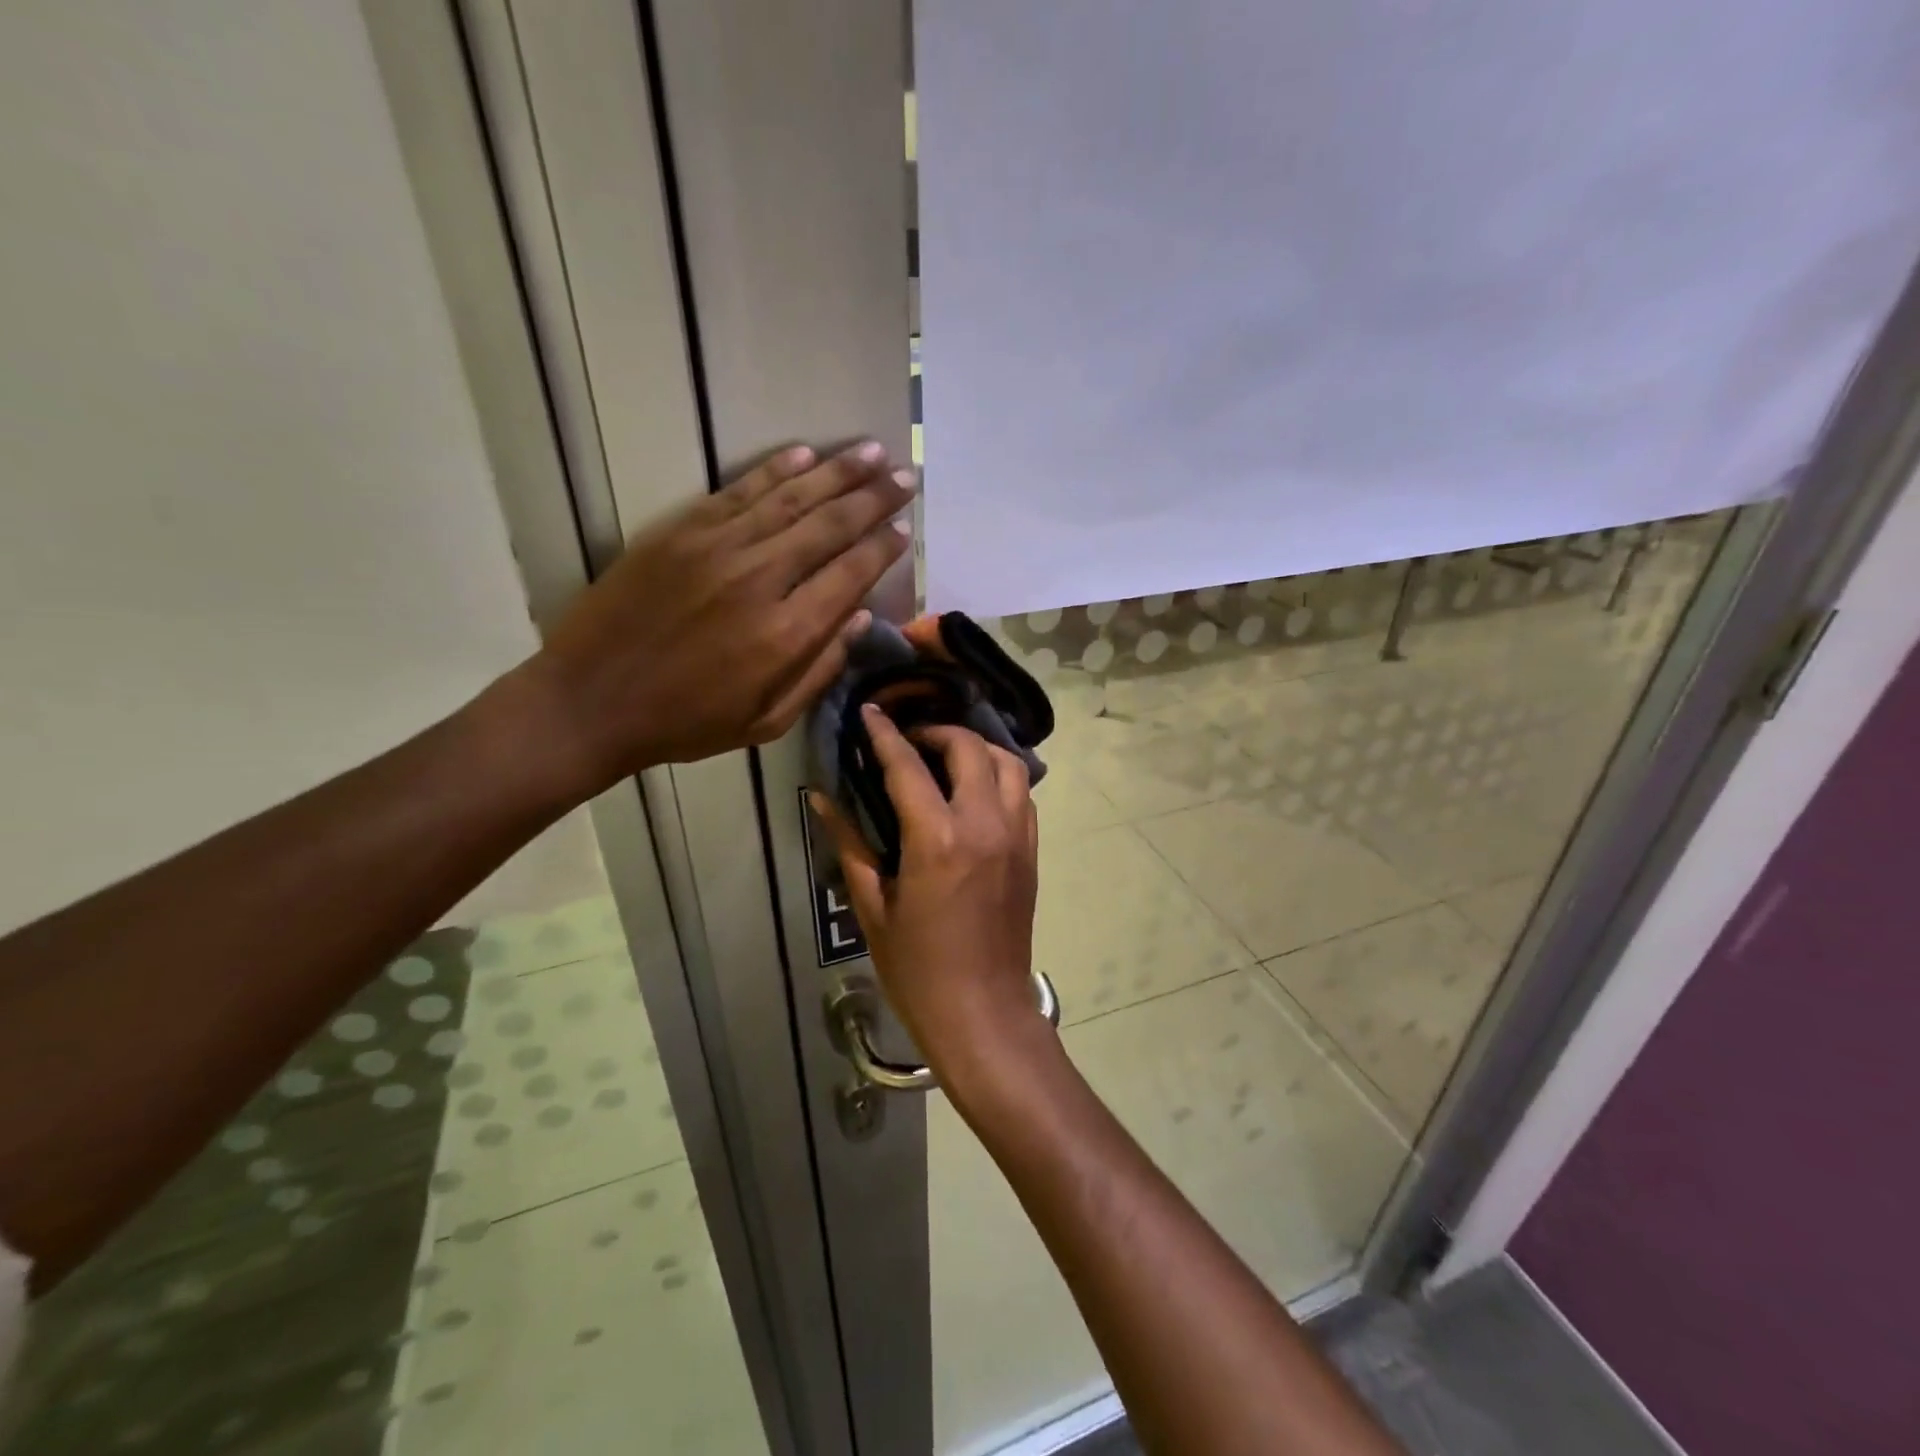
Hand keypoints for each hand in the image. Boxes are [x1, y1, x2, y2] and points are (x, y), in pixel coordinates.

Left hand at [524, 442, 913, 793]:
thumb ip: (819, 670)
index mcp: (787, 634)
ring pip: (791, 498)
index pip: (851, 573)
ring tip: (872, 452)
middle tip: (905, 476)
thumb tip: (858, 617)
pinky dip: (774, 470)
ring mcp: (718, 548)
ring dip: (836, 472)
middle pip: (830, 525)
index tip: (906, 527)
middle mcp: (761, 579)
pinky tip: (804, 454)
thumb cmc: (686, 722)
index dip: (883, 547)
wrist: (591, 701)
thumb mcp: (767, 721)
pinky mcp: (680, 532)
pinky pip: (739, 491)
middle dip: (874, 498)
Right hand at [814, 707, 1042, 1073]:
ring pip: (1009, 763)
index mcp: (937, 839)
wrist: (982, 1011)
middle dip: (936, 732)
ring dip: (977, 749)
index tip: (870, 711)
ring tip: (947, 758)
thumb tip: (823, 798)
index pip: (907, 765)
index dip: (884, 734)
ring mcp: (1016, 835)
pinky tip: (975, 792)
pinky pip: (1023, 794)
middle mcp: (984, 824)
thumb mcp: (872, 907)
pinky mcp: (1032, 851)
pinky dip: (1000, 777)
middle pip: (968, 747)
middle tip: (909, 742)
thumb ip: (851, 844)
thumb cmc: (917, 968)